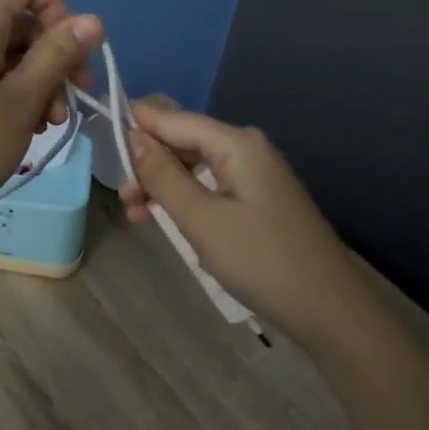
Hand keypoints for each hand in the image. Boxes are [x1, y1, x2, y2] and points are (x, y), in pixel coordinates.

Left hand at [0, 0, 102, 229]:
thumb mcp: (24, 100)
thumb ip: (59, 54)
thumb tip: (92, 20)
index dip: (56, 4)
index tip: (70, 51)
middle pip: (14, 18)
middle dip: (51, 54)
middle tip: (71, 102)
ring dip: (33, 77)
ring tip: (47, 123)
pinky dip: (6, 87)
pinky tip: (19, 125)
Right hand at [122, 103, 358, 344]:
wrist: (329, 310)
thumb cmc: (261, 260)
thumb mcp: (201, 219)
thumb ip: (163, 175)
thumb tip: (133, 136)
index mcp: (236, 143)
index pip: (173, 119)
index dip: (135, 124)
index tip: (99, 136)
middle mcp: (246, 149)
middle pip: (183, 141)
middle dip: (148, 163)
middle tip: (122, 197)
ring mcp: (254, 175)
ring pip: (194, 167)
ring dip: (162, 186)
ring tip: (136, 214)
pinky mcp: (257, 200)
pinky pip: (210, 187)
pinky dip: (185, 201)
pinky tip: (164, 221)